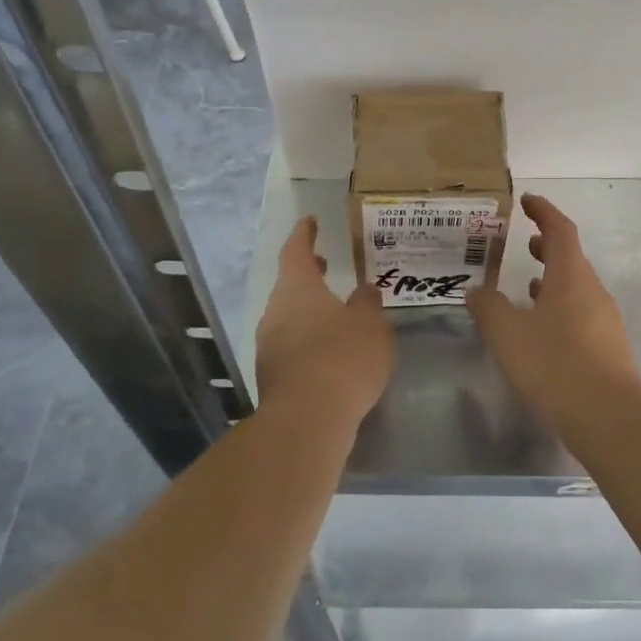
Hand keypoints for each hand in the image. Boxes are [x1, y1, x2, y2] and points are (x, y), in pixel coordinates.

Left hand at [255, 217, 392, 424]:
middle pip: (289, 284)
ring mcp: (269, 345)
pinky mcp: (272, 376)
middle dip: (307, 273)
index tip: (310, 221)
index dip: (303, 234)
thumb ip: (368, 304)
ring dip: (308, 308)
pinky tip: (329, 351)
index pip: (295, 250)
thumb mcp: (370, 326)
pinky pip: (290, 344)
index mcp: (297, 289)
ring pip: (288, 315)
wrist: (307, 420)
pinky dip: (308, 338)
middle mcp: (276, 311)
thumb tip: (364, 290)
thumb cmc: (342, 358)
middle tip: (324, 263)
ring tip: (335, 311)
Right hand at [466, 194, 640, 429]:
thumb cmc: (555, 364)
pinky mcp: (607, 348)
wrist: (609, 418)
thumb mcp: (508, 334)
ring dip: (552, 280)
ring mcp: (605, 320)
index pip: (560, 230)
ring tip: (526, 285)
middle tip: (525, 243)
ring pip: (576, 288)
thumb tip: (475, 290)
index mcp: (571, 276)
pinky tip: (542, 330)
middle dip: (547, 247)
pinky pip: (580, 314)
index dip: (543, 211)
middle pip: (571, 258)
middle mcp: (593, 291)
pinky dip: (559, 308)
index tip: (527, 200)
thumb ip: (489, 307)